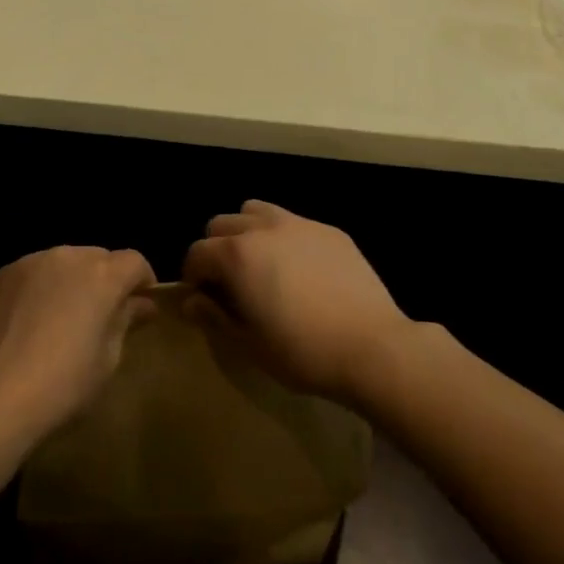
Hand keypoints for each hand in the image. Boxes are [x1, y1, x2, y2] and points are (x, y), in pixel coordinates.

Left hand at [0, 246, 154, 448]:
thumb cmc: (64, 385)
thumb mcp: (108, 359)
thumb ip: (125, 321)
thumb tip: (142, 304)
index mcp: (102, 275)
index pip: (135, 262)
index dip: (142, 281)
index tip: (140, 305)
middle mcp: (69, 256)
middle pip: (99, 258)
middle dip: (106, 280)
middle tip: (101, 315)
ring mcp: (32, 262)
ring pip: (65, 262)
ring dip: (73, 280)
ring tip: (63, 316)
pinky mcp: (3, 274)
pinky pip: (35, 272)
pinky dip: (42, 286)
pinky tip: (32, 320)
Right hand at [182, 200, 409, 405]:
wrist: (372, 346)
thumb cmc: (303, 352)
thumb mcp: (249, 345)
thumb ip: (213, 318)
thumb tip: (191, 302)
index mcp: (237, 255)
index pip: (197, 252)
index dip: (193, 275)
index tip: (203, 299)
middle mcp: (263, 228)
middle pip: (222, 224)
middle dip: (217, 249)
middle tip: (230, 283)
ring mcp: (299, 224)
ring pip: (256, 211)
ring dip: (248, 232)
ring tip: (262, 265)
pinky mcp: (329, 230)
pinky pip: (294, 223)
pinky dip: (284, 238)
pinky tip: (302, 271)